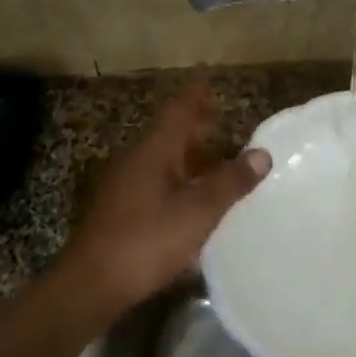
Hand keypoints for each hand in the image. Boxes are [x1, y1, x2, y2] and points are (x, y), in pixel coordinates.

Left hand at [57, 79, 270, 314]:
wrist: (93, 282)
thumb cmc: (148, 240)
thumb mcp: (198, 212)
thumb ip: (230, 182)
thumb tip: (262, 153)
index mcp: (153, 151)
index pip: (178, 111)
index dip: (195, 93)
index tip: (208, 74)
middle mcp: (135, 160)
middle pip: (168, 133)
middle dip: (194, 125)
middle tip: (220, 120)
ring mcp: (123, 185)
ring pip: (161, 159)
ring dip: (187, 155)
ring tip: (214, 161)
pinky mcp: (119, 210)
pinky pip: (154, 181)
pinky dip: (178, 178)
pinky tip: (191, 199)